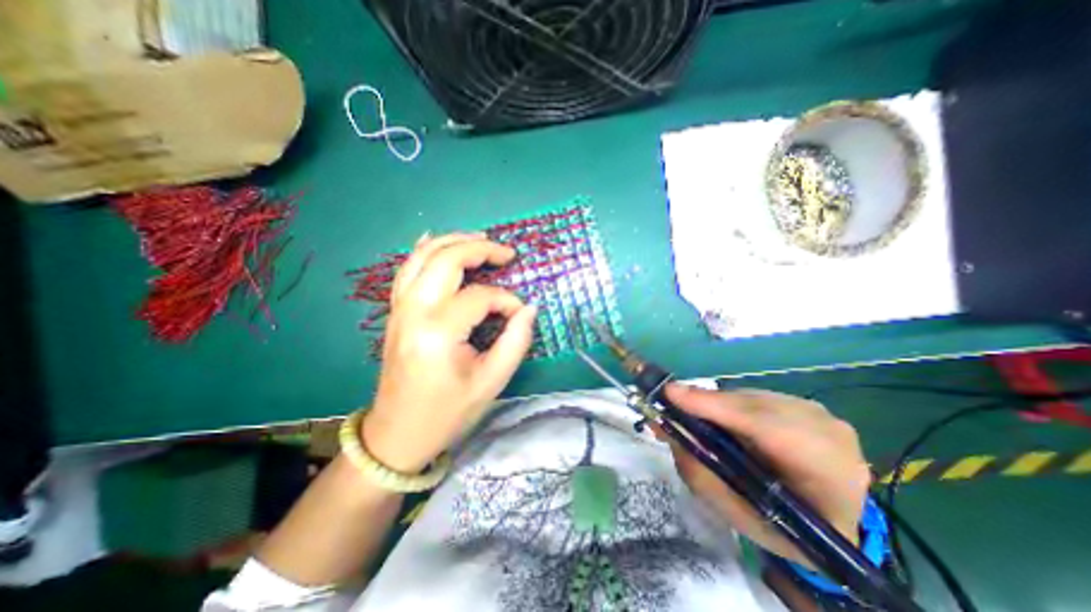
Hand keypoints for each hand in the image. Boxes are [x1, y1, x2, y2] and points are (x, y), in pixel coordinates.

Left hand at [361, 231, 539, 472]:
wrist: (398, 433)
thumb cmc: (448, 412)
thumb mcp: (492, 382)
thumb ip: (516, 341)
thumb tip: (529, 308)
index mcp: (438, 333)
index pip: (480, 297)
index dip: (506, 300)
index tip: (520, 313)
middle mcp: (414, 312)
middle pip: (446, 260)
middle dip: (480, 249)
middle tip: (506, 253)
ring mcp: (400, 309)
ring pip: (423, 257)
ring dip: (453, 241)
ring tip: (481, 239)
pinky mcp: (396, 312)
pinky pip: (407, 269)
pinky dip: (425, 250)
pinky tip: (437, 240)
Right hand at [665, 385, 870, 566]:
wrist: (840, 521)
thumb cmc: (787, 530)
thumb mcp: (741, 518)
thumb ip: (702, 477)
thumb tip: (668, 431)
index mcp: (827, 479)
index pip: (766, 429)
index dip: (715, 407)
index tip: (670, 394)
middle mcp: (829, 434)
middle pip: (752, 406)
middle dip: (706, 405)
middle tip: (667, 405)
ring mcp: (821, 414)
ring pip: (751, 398)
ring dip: (717, 406)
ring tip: (691, 415)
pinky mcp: (808, 404)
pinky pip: (757, 398)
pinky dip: (731, 406)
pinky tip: (722, 420)